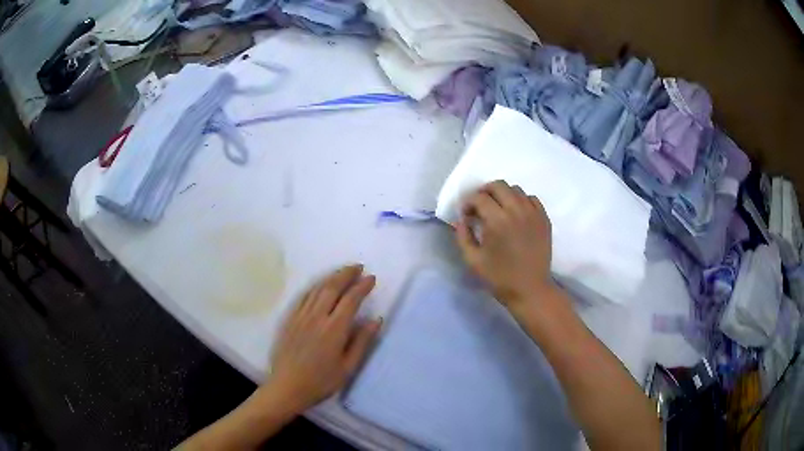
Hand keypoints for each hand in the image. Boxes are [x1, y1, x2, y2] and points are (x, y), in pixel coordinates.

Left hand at [264, 265, 380, 412]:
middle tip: (358, 267)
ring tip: (343, 272)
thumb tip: (376, 319)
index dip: (362, 286)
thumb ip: (362, 342)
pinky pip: (304, 297)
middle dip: (347, 274)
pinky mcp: (290, 320)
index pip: (351, 299)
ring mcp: (301, 316)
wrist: (287, 387)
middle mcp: (317, 317)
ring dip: (331, 277)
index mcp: (334, 329)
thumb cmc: (321, 381)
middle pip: (333, 287)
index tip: (372, 278)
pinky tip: (320, 286)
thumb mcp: (348, 367)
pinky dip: (315, 287)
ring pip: (317, 289)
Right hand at [455, 180, 553, 306]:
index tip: (466, 216)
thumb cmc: (499, 278)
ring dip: (503, 195)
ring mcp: (533, 213)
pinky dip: (521, 201)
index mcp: (497, 221)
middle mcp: (516, 211)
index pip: (479, 198)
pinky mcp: (544, 219)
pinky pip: (531, 199)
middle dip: (485, 192)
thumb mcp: (473, 260)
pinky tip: (516, 214)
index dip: (468, 204)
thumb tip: (461, 220)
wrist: (530, 290)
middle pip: (498, 185)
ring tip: (499, 210)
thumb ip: (463, 236)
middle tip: (480, 207)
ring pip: (516, 189)